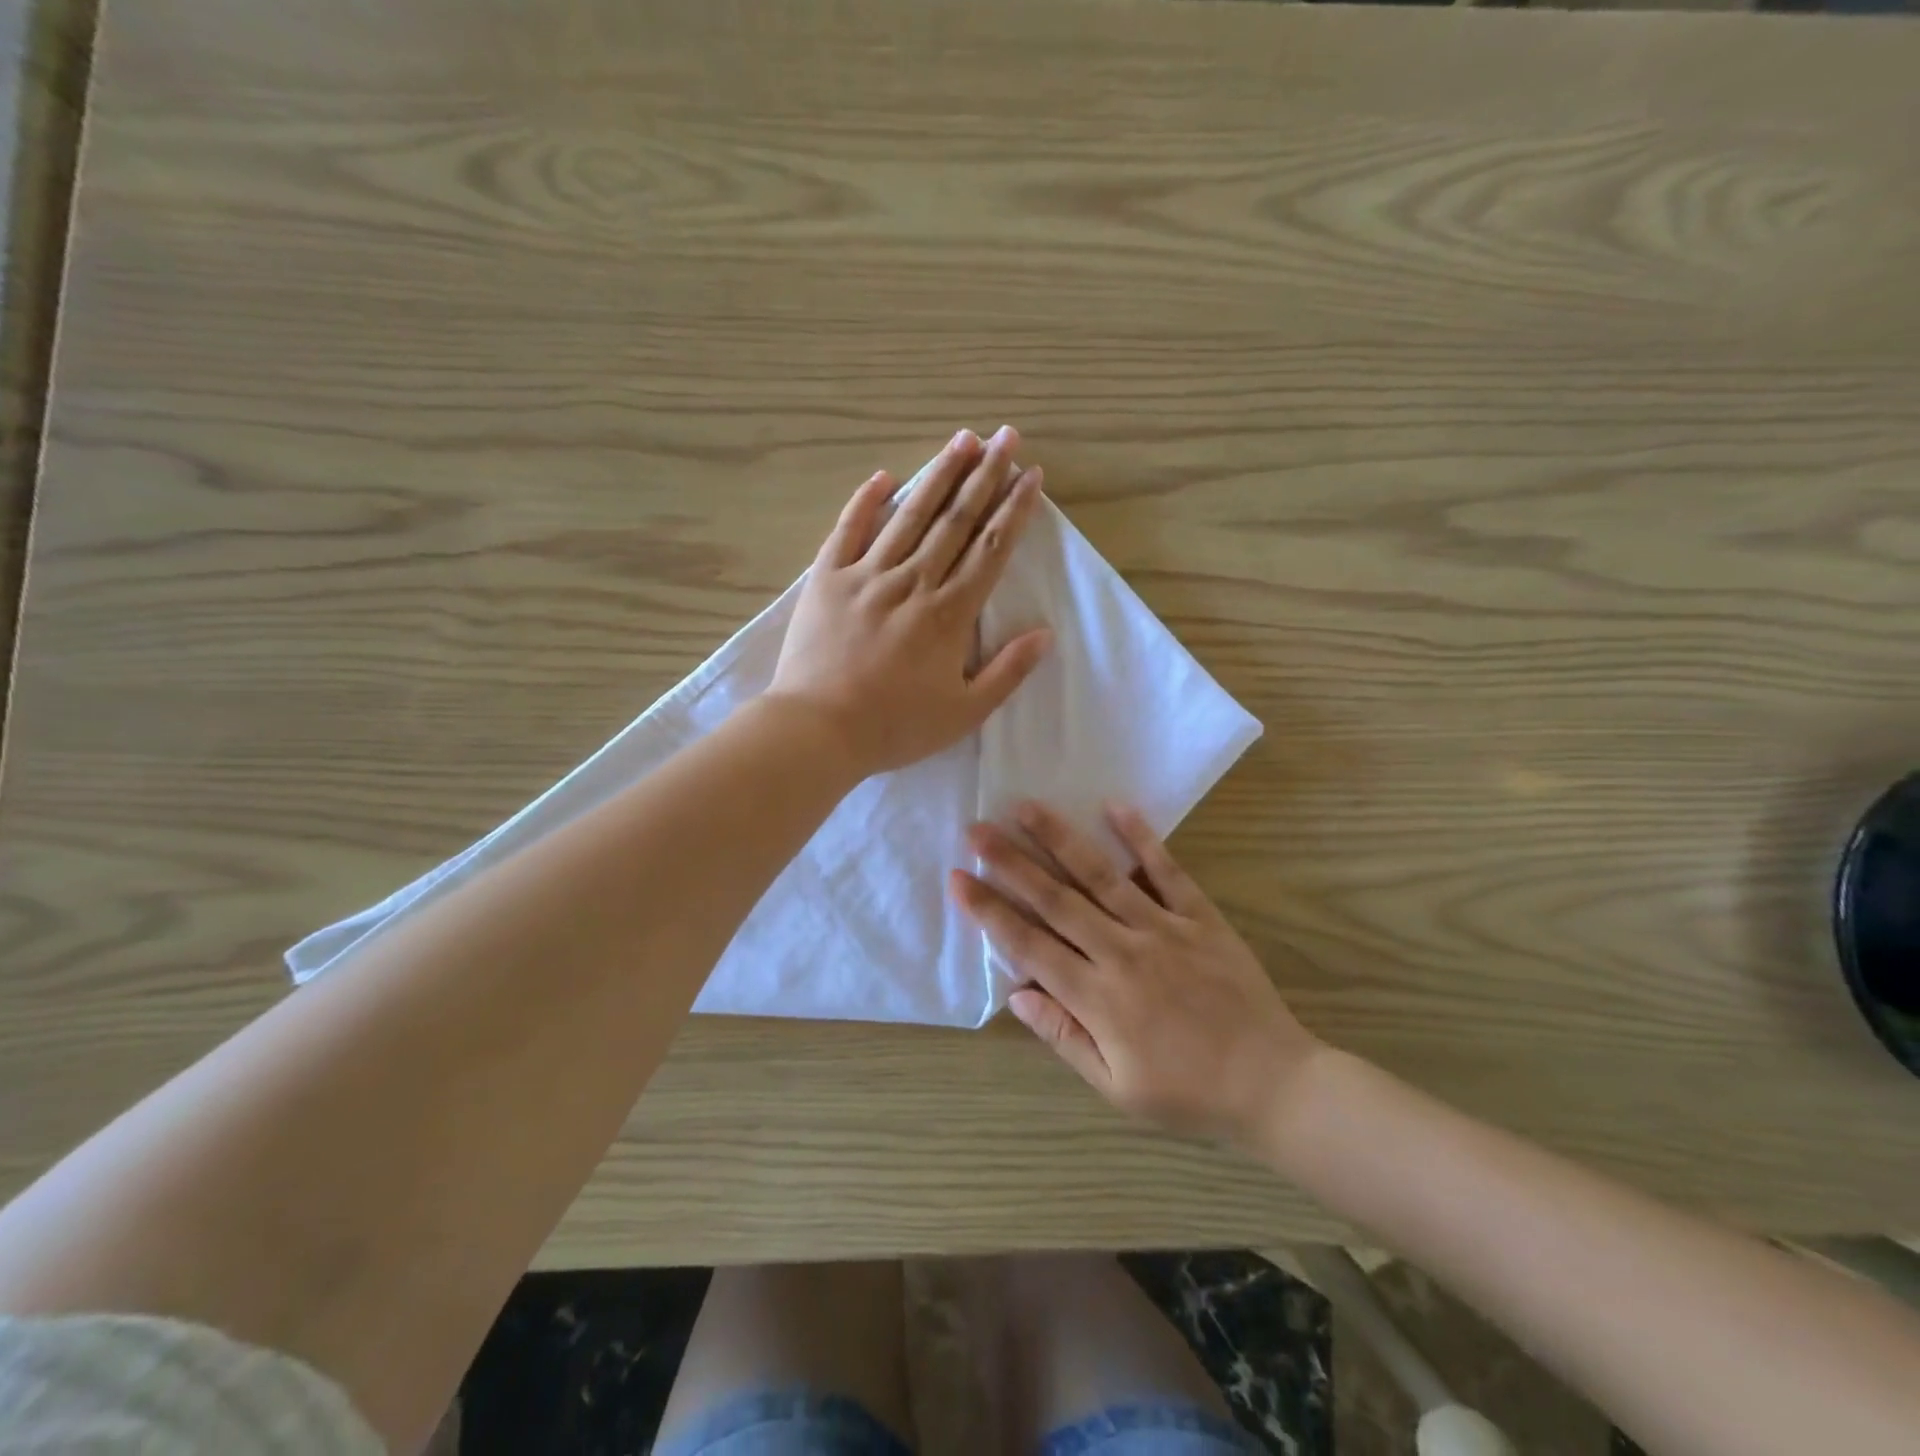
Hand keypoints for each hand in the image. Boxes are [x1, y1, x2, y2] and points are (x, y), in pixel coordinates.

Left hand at [767, 427, 1051, 777]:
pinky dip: (867, 501)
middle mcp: (913, 582)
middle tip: (1006, 436)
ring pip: (910, 515)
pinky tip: (885, 476)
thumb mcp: (964, 713)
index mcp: (949, 614)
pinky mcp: (827, 578)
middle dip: (985, 475)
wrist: (818, 729)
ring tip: (962, 439)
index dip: (1014, 510)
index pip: (991, 549)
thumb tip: (1045, 634)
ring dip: (939, 475)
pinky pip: (849, 529)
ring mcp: (867, 575)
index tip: (1032, 475)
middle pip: (956, 520)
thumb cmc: (895, 726)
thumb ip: (1007, 672)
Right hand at [952, 800, 1322, 1147]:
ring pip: (1101, 876)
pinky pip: (1167, 871)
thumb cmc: (1188, 1094)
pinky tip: (1114, 806)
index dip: (989, 911)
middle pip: (1055, 900)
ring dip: (1060, 839)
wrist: (1274, 1084)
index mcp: (1098, 999)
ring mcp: (1163, 929)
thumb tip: (1016, 995)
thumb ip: (1064, 1037)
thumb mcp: (1116, 1088)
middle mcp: (1122, 954)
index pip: (1029, 946)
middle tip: (976, 829)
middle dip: (1011, 862)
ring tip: (1027, 807)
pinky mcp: (1200, 916)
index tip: (958, 878)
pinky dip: (1141, 838)